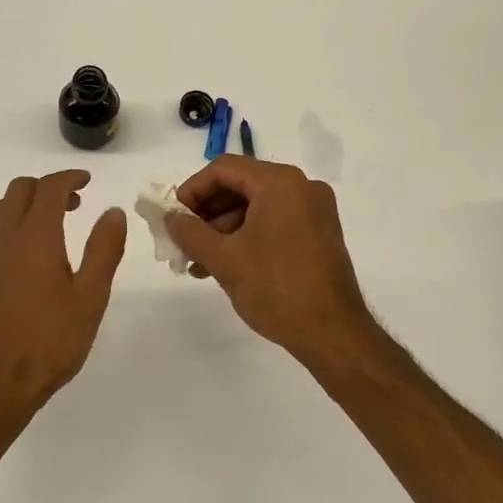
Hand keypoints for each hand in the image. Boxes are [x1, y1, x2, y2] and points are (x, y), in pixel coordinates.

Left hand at [0, 171, 126, 415]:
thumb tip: (112, 211)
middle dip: (47, 187)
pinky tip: (21, 252)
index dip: (69, 178)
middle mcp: (3, 236)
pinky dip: (7, 226)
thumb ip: (103, 250)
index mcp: (35, 236)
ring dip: (25, 204)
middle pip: (19, 190)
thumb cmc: (51, 340)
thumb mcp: (90, 297)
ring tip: (49, 225)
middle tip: (73, 204)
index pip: (49, 188)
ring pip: (0, 209)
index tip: (87, 181)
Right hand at [165, 157, 374, 362]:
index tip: (172, 216)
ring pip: (255, 206)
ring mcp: (313, 210)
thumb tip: (169, 217)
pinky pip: (272, 221)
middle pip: (240, 185)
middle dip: (206, 212)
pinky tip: (222, 264)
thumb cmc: (276, 289)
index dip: (192, 190)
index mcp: (280, 183)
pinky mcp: (318, 233)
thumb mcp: (224, 259)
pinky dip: (246, 236)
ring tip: (197, 261)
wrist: (333, 334)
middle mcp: (301, 187)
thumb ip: (190, 232)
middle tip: (181, 239)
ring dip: (222, 229)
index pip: (224, 169)